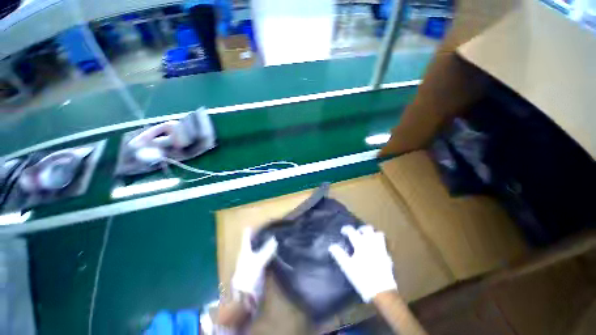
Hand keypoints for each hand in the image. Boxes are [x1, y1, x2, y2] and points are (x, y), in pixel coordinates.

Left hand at [231, 228, 277, 298]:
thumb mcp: (258, 262)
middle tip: (273, 227)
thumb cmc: (248, 277)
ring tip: (277, 235)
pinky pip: (265, 257)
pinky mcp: (259, 269)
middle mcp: (248, 254)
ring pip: (260, 249)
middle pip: (254, 241)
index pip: (247, 236)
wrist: (245, 299)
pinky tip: (277, 250)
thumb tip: (275, 239)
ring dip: (267, 243)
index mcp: (245, 250)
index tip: (262, 221)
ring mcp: (253, 262)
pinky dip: (270, 252)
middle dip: (262, 234)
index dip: (253, 228)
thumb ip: (266, 250)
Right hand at [328, 225, 396, 301]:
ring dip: (372, 233)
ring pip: (378, 234)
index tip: (342, 231)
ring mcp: (381, 249)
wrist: (382, 291)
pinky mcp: (387, 256)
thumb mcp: (347, 267)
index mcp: (361, 244)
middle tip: (356, 233)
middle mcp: (371, 243)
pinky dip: (379, 243)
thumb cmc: (362, 278)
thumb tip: (331, 246)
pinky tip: (376, 249)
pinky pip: (384, 245)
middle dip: (361, 229)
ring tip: (367, 238)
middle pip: (368, 229)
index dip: (346, 229)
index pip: (352, 231)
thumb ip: (339, 255)